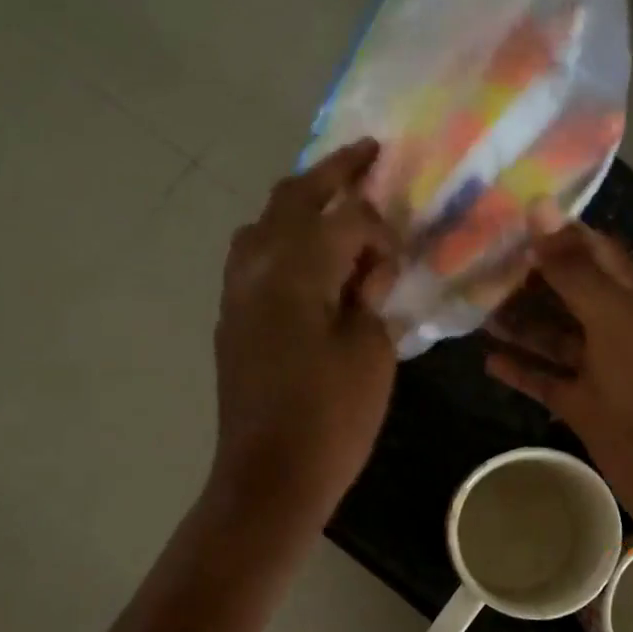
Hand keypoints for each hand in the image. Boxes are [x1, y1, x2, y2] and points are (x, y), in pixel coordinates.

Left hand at [211, 140, 398, 521]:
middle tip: (367, 154)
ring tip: (334, 204)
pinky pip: (254, 256)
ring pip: (264, 223)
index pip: (345, 218)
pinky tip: (308, 257)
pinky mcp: (232, 318)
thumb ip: (371, 297)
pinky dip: (282, 239)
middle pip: (293, 198)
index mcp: (295, 268)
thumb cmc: (330, 418)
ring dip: (300, 203)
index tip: (400, 262)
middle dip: (333, 172)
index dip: (380, 230)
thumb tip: (364, 271)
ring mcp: (236, 292)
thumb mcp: (371, 352)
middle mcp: (256, 266)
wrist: (270, 477)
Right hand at [486, 222, 632, 531]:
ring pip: (549, 336)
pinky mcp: (581, 404)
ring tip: (470, 307)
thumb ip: (572, 268)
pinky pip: (544, 380)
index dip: (550, 232)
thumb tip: (537, 208)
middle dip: (523, 277)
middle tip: (470, 263)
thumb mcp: (612, 315)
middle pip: (561, 291)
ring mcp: (595, 367)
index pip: (585, 249)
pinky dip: (520, 370)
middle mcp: (609, 324)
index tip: (501, 218)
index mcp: (625, 294)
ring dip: (516, 322)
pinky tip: (487, 360)